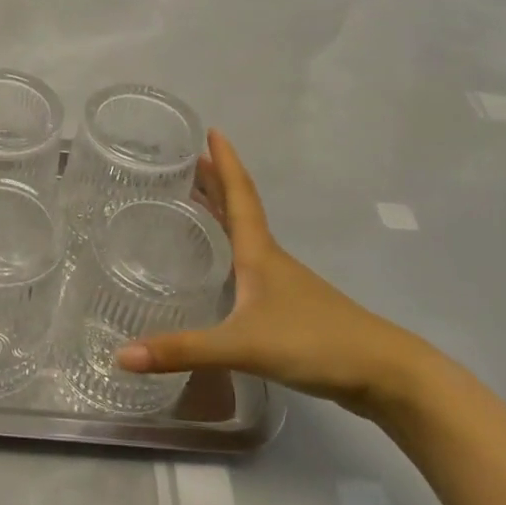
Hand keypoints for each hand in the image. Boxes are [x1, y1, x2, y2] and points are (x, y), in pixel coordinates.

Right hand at [114, 130, 438, 416]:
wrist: (384, 374)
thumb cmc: (315, 343)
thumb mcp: (243, 345)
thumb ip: (184, 350)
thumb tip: (121, 356)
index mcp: (259, 253)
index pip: (239, 195)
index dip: (224, 163)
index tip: (211, 130)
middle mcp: (270, 259)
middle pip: (239, 209)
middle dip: (214, 183)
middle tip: (186, 162)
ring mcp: (283, 284)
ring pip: (244, 236)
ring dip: (221, 214)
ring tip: (193, 203)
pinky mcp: (288, 308)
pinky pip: (249, 265)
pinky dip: (229, 250)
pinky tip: (219, 268)